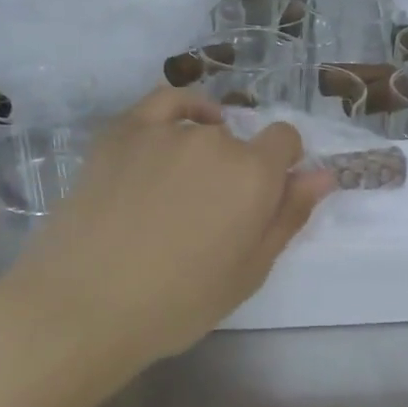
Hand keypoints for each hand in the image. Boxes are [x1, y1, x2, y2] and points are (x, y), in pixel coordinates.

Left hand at [4, 87, 337, 365]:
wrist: (85, 304)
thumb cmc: (178, 302)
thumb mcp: (249, 271)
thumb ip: (289, 216)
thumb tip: (322, 174)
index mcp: (254, 175)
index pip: (286, 140)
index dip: (282, 164)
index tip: (266, 196)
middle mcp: (216, 141)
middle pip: (241, 142)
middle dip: (239, 170)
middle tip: (212, 215)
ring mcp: (166, 131)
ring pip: (203, 128)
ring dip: (206, 151)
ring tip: (183, 192)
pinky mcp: (123, 132)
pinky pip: (164, 102)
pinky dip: (182, 109)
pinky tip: (181, 128)